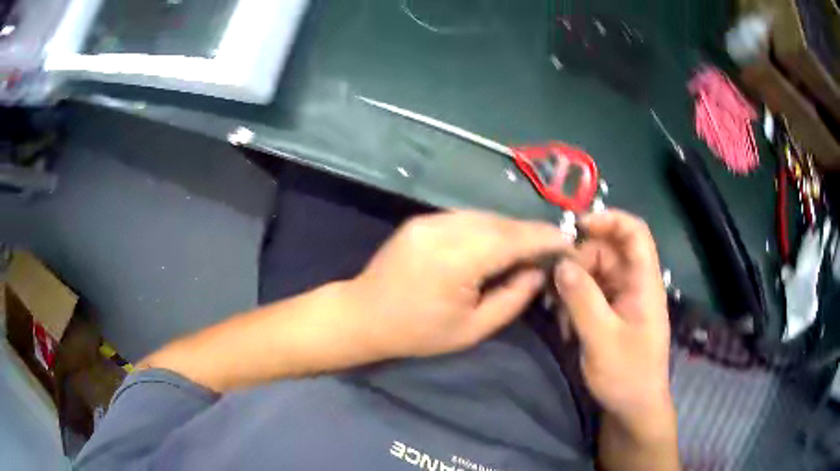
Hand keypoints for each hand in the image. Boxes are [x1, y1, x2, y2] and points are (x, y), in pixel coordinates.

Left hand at [346, 210, 572, 358]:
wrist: (363, 314)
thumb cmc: (418, 332)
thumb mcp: (473, 329)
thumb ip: (512, 298)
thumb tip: (538, 272)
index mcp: (458, 259)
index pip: (514, 239)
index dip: (545, 237)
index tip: (568, 241)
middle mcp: (444, 229)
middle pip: (501, 223)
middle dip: (530, 232)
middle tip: (550, 247)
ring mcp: (430, 219)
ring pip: (484, 216)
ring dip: (509, 229)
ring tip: (526, 247)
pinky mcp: (421, 219)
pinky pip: (465, 217)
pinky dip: (487, 227)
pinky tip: (494, 243)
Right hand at [553, 210, 672, 434]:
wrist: (634, 408)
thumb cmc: (627, 374)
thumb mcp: (602, 339)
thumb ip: (582, 299)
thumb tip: (561, 264)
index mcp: (644, 282)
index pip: (635, 232)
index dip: (609, 220)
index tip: (576, 228)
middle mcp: (634, 284)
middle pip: (607, 251)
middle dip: (579, 262)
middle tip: (555, 285)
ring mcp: (622, 299)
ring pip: (594, 273)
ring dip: (573, 286)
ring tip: (558, 312)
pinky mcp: (612, 314)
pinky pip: (590, 294)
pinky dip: (574, 302)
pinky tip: (564, 324)